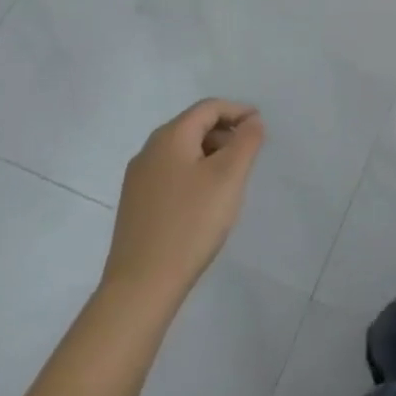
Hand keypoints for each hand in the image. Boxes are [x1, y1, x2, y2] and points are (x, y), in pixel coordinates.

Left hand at [102, 100, 264, 305]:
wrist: (140, 288)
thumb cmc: (190, 223)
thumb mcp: (229, 176)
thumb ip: (246, 141)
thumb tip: (251, 121)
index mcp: (170, 137)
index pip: (209, 108)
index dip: (237, 111)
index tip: (260, 126)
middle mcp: (148, 151)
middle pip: (193, 127)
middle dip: (224, 133)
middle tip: (248, 154)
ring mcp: (137, 180)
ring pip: (181, 152)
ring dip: (210, 155)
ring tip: (230, 180)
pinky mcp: (134, 206)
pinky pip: (170, 174)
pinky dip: (193, 174)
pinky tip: (204, 201)